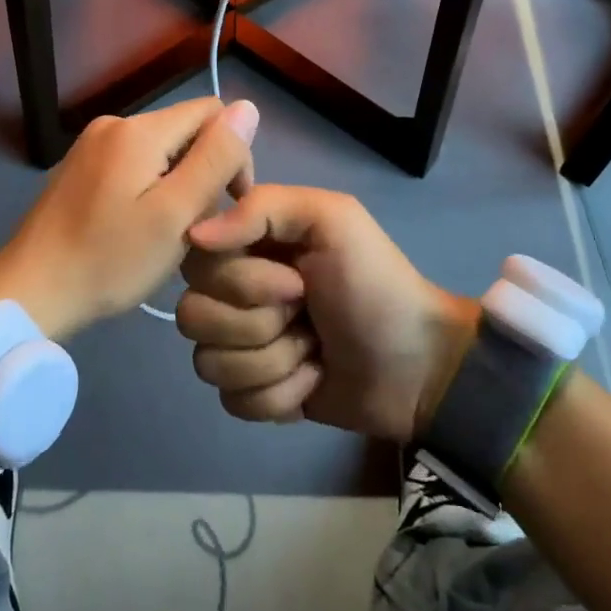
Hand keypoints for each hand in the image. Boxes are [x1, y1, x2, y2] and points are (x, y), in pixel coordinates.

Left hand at [0, 97, 258, 341]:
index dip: (233, 153)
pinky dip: (149, 187)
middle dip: (203, 171)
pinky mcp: (80, 167)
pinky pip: (133, 163)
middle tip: (197, 226)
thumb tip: (247, 106)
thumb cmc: (110, 259)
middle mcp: (114, 123)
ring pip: (161, 149)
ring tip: (168, 231)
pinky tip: (139, 226)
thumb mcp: (176, 213)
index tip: (229, 204)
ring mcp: (92, 144)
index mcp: (139, 129)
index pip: (212, 113)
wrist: (30, 292)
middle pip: (185, 130)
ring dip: (178, 182)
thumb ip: (215, 158)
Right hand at [176, 186, 478, 442]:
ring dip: (274, 361)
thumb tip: (193, 235)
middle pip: (193, 316)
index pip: (196, 262)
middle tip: (308, 316)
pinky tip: (312, 380)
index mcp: (248, 246)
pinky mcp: (253, 392)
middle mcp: (233, 293)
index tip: (294, 280)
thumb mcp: (331, 219)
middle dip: (261, 324)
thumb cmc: (375, 284)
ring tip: (314, 351)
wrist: (417, 366)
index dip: (242, 281)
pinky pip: (233, 401)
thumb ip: (261, 208)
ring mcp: (241, 346)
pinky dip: (280, 395)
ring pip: (209, 364)